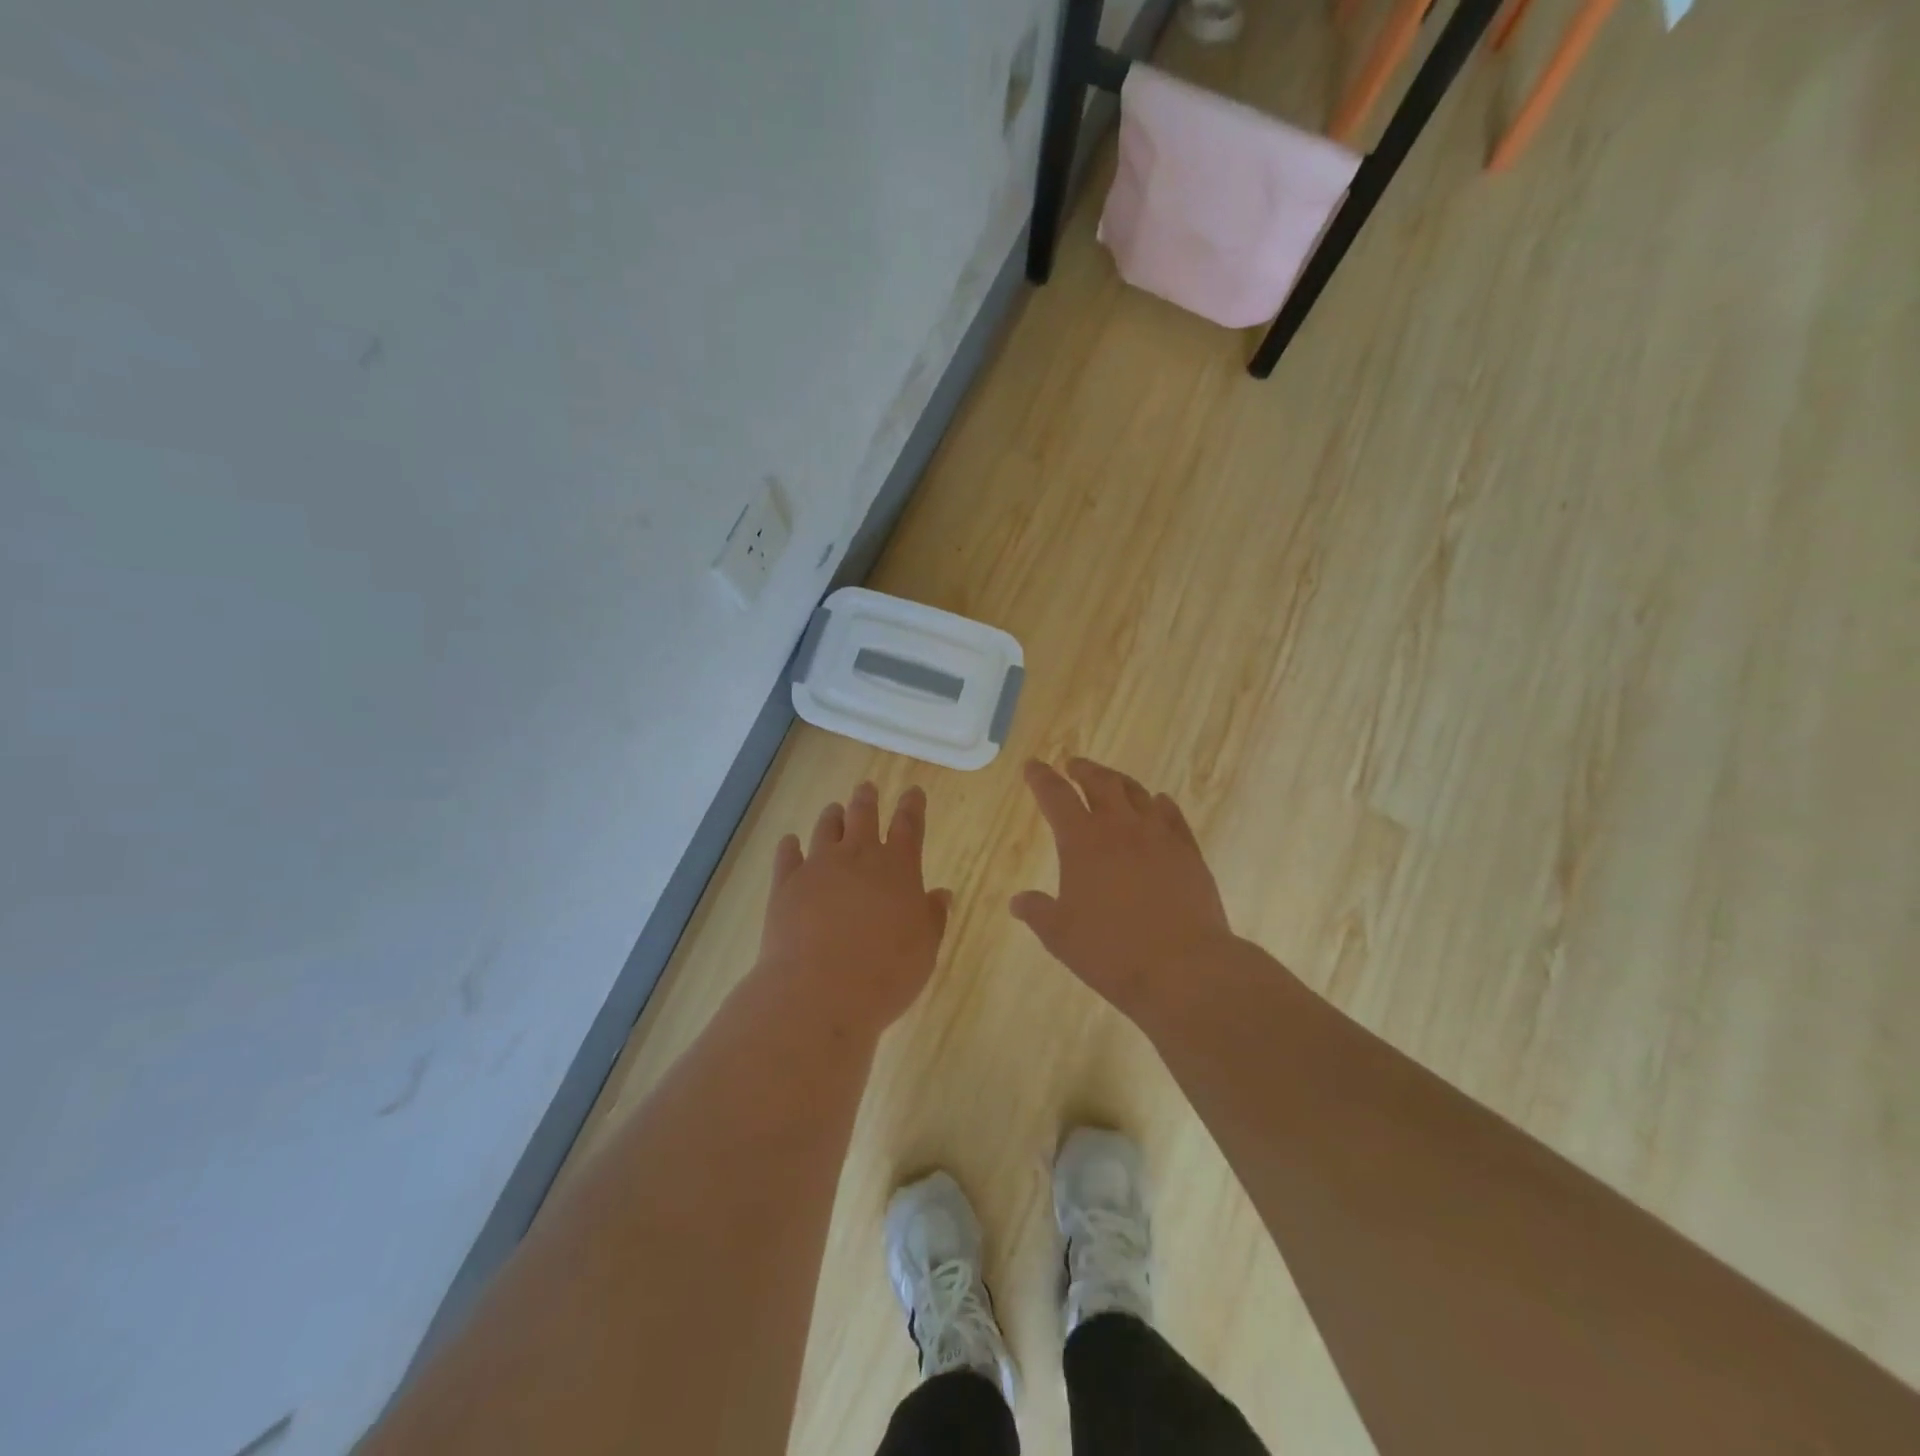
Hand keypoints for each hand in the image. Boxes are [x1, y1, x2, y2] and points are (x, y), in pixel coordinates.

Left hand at [756, 782, 951, 1035]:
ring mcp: (818, 866)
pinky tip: (790, 842)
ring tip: (834, 809)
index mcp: (898, 867)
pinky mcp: (786, 884)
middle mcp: (858, 856)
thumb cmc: (886, 973)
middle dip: (867, 799)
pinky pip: (787, 855)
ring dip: (832, 817)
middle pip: (863, 815)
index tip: (913, 791)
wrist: (819, 991)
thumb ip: (933, 918)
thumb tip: (942, 894)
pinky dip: (790, 846)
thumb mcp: (925, 950)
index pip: (909, 825)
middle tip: (867, 788)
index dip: (912, 806)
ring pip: (826, 828)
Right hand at [1012, 758, 1234, 1019]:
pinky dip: (1160, 803)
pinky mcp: (1188, 852)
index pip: (1055, 796)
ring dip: (1119, 781)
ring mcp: (1159, 836)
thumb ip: (1037, 912)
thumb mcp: (1061, 936)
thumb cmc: (1111, 951)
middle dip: (1083, 770)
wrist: (1183, 967)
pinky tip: (1159, 803)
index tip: (1033, 765)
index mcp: (1082, 841)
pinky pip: (1172, 815)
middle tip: (1073, 765)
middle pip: (1100, 783)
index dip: (1041, 778)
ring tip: (1111, 781)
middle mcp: (1120, 827)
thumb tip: (1018, 901)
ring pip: (1137, 793)